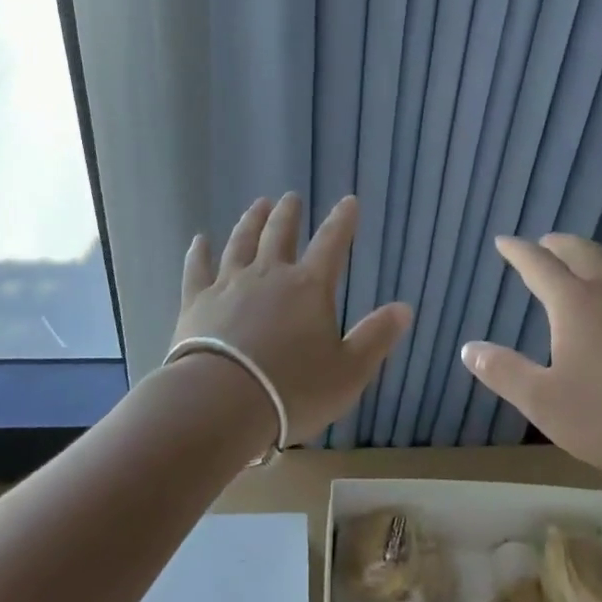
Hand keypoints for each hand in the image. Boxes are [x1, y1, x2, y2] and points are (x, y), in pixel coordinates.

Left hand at [171, 193, 411, 446]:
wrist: (221, 404)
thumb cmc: (292, 391)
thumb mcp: (349, 372)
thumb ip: (376, 337)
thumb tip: (404, 307)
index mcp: (308, 287)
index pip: (331, 243)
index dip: (342, 221)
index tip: (348, 201)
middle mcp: (269, 274)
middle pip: (279, 233)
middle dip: (288, 213)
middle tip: (290, 197)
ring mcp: (229, 284)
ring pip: (241, 242)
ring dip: (250, 221)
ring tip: (257, 205)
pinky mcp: (197, 302)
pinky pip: (197, 269)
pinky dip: (199, 252)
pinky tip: (199, 240)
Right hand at [461, 234, 601, 498]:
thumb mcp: (545, 404)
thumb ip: (503, 372)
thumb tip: (468, 348)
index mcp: (574, 302)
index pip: (538, 263)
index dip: (517, 250)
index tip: (503, 242)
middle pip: (577, 250)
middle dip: (553, 244)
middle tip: (539, 247)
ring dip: (586, 254)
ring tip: (575, 263)